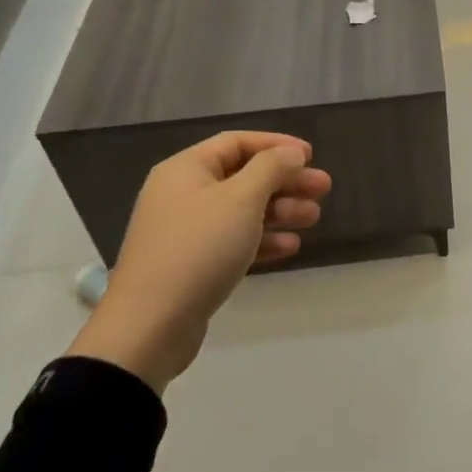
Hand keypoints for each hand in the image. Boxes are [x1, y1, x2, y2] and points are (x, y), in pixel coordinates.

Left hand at [67, 132, 329, 392]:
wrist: (148, 328)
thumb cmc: (198, 249)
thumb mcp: (241, 199)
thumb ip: (271, 168)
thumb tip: (291, 153)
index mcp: (187, 169)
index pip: (237, 142)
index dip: (276, 145)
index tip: (310, 156)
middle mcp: (183, 194)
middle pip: (243, 176)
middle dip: (285, 181)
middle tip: (323, 189)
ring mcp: (186, 232)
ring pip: (242, 210)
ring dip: (280, 210)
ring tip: (314, 218)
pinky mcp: (192, 265)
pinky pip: (233, 241)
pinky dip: (262, 240)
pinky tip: (290, 246)